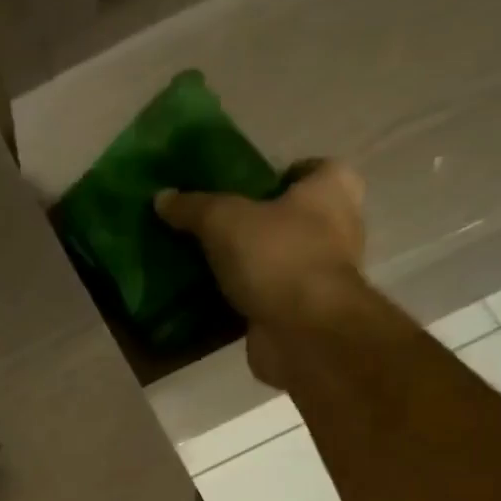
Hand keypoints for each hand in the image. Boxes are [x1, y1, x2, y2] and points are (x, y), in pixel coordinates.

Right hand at [154, 161, 368, 388]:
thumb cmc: (277, 256)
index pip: (308, 169)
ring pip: (278, 260)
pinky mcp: (303, 311)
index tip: (239, 190)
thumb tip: (162, 197)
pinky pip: (268, 296)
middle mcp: (338, 227)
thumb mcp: (224, 220)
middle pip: (291, 217)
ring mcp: (322, 274)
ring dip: (249, 264)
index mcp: (333, 189)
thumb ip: (193, 207)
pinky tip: (212, 299)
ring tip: (206, 263)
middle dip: (256, 223)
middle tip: (213, 228)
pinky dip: (245, 298)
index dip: (276, 175)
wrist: (303, 331)